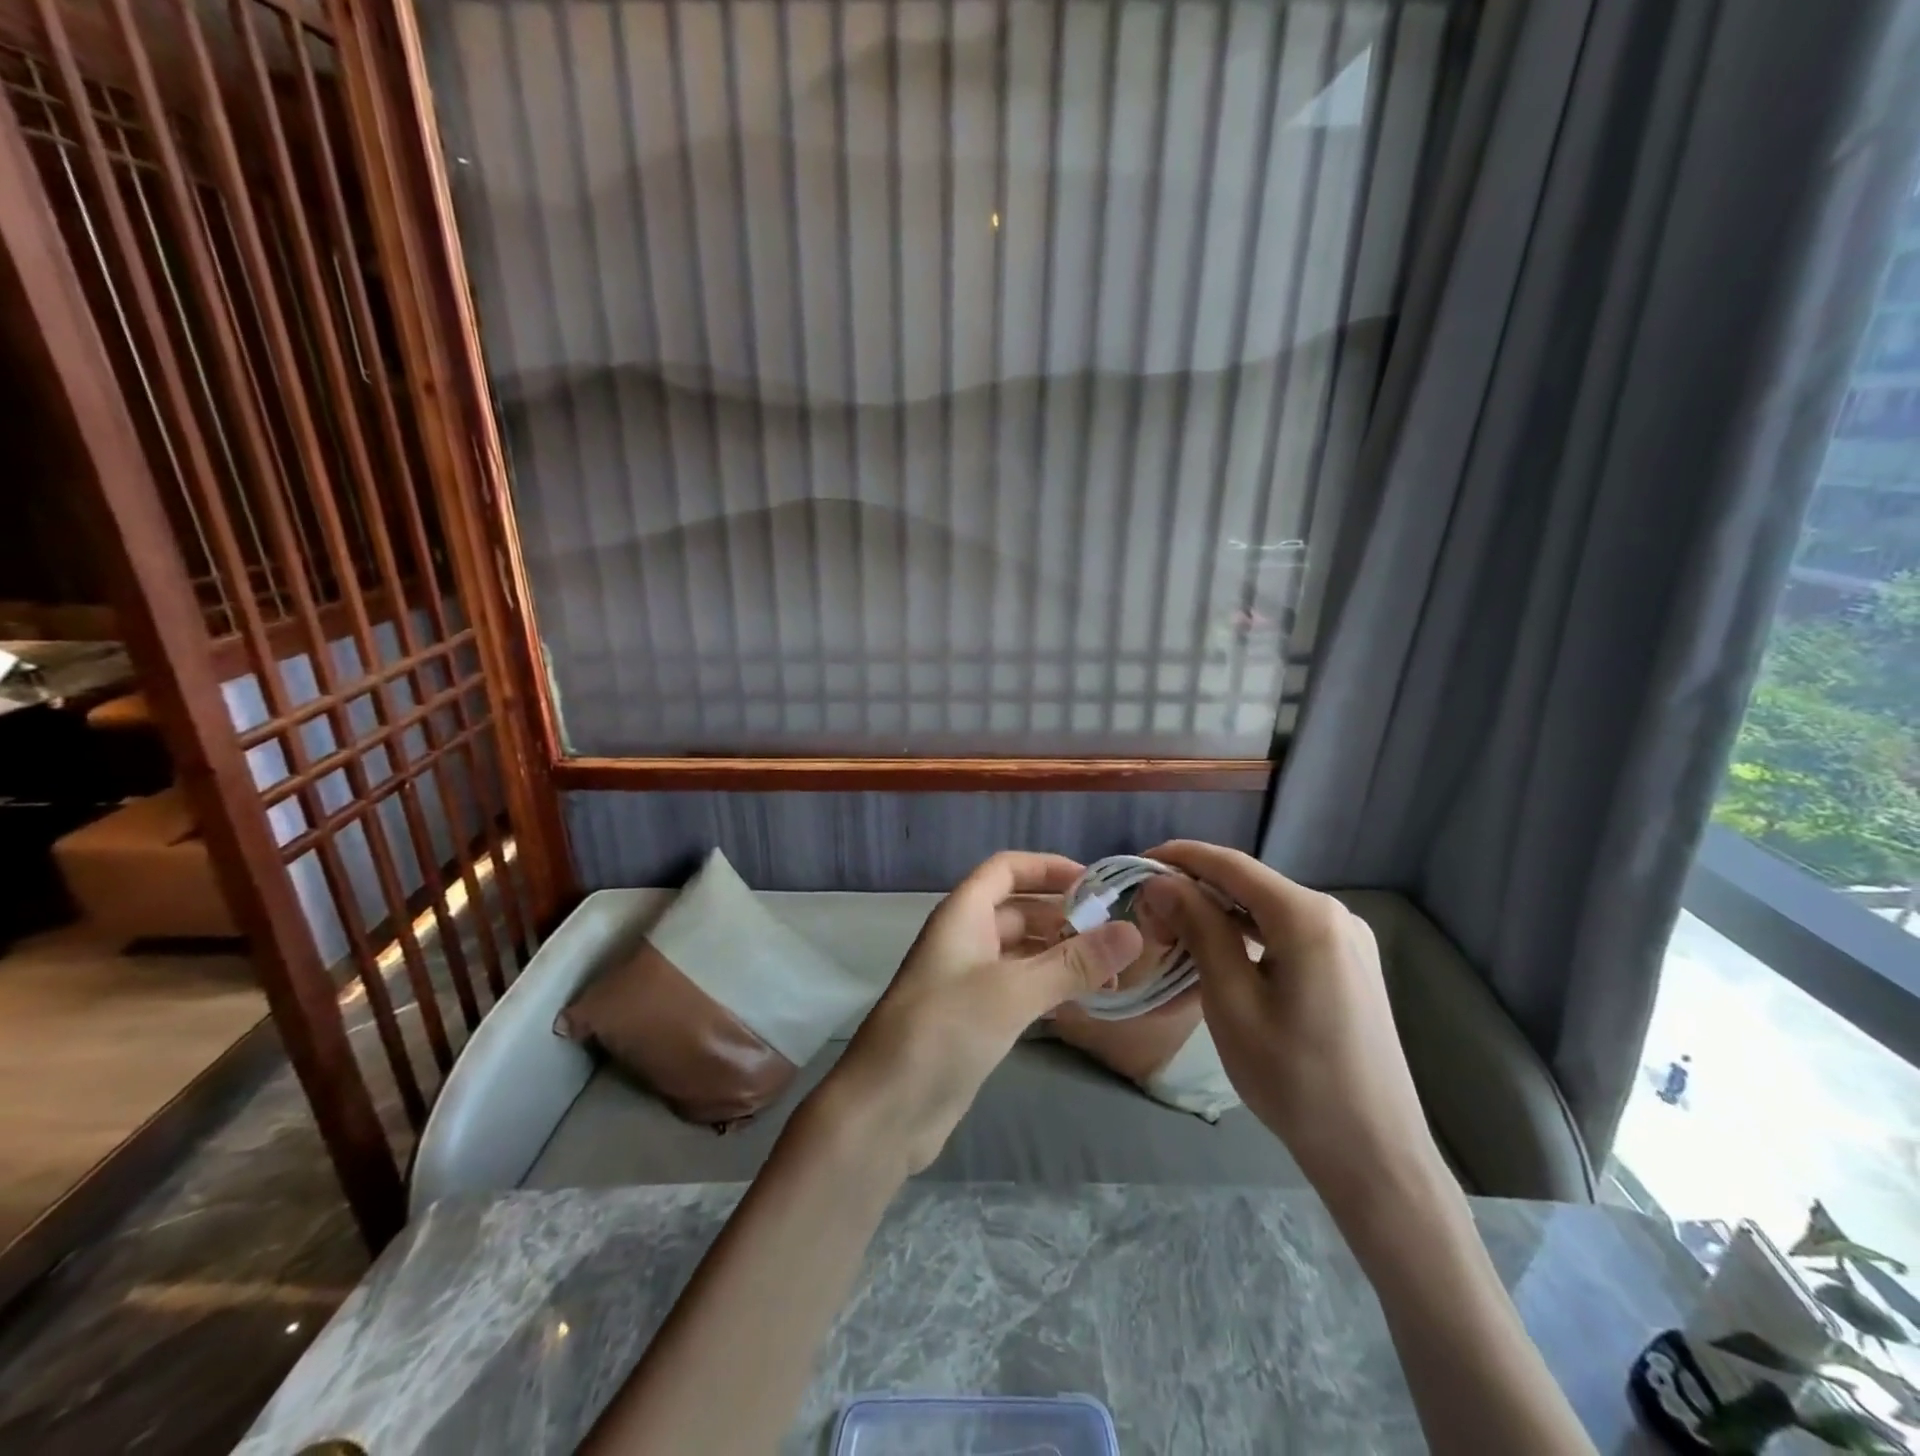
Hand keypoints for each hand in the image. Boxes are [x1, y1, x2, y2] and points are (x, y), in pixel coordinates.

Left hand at [822, 852, 1141, 1174]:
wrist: (887, 1109)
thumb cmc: (945, 1031)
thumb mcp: (1012, 991)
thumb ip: (1072, 962)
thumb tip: (1132, 931)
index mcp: (963, 914)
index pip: (1007, 869)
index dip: (1048, 868)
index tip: (1097, 882)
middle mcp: (965, 939)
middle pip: (1019, 910)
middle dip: (1064, 916)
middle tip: (1118, 934)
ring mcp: (968, 980)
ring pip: (1022, 952)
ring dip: (1061, 955)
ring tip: (1113, 970)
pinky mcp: (974, 1019)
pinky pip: (1019, 988)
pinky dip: (1050, 987)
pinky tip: (1084, 1003)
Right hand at [1138, 841, 1444, 1212]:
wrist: (1374, 1155)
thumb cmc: (1293, 1078)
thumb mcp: (1231, 1000)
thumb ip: (1198, 929)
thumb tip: (1162, 883)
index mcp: (1308, 916)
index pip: (1230, 865)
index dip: (1179, 858)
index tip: (1134, 866)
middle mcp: (1334, 914)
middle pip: (1248, 885)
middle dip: (1194, 892)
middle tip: (1149, 919)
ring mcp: (1346, 940)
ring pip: (1265, 910)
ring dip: (1217, 917)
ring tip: (1173, 938)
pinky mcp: (1348, 966)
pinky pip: (1285, 935)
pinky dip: (1245, 939)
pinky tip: (1216, 958)